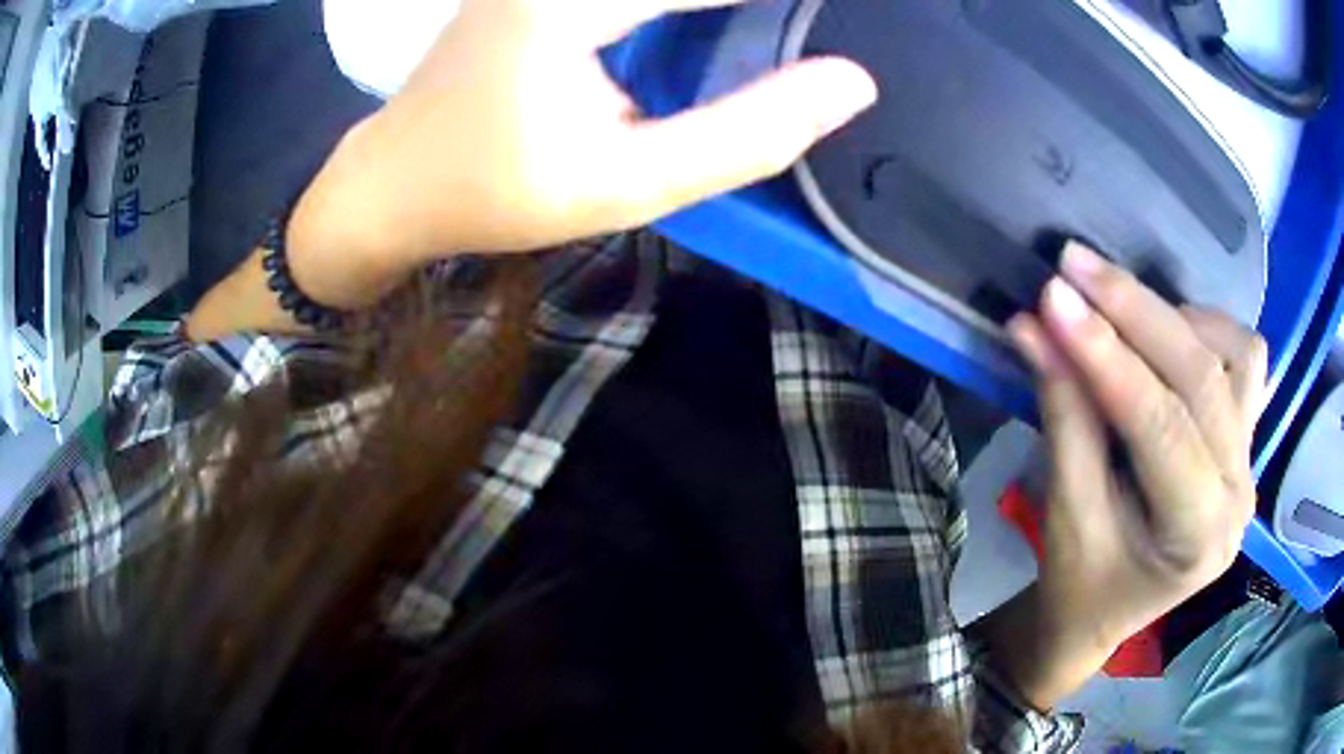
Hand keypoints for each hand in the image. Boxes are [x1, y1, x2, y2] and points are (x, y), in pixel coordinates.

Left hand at [287, 0, 875, 307]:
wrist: (393, 182)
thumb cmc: (496, 194)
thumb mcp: (627, 184)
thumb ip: (745, 134)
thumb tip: (851, 84)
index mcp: (571, 1)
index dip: (788, 0)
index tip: (854, 16)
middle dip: (756, 4)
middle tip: (812, 25)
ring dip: (723, 4)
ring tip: (772, 23)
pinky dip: (690, 3)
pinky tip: (713, 18)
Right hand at [1002, 243, 1265, 706]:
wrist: (1107, 611)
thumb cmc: (1081, 582)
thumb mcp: (1065, 514)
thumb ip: (1063, 416)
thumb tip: (1033, 327)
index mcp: (1197, 538)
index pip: (1161, 427)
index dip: (1107, 356)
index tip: (1054, 297)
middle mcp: (1238, 494)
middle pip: (1202, 377)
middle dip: (1137, 313)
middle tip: (1074, 267)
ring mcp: (1249, 461)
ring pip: (1234, 354)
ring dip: (1176, 319)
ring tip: (1120, 310)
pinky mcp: (1245, 436)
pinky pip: (1244, 358)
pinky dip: (1205, 329)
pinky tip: (1165, 335)